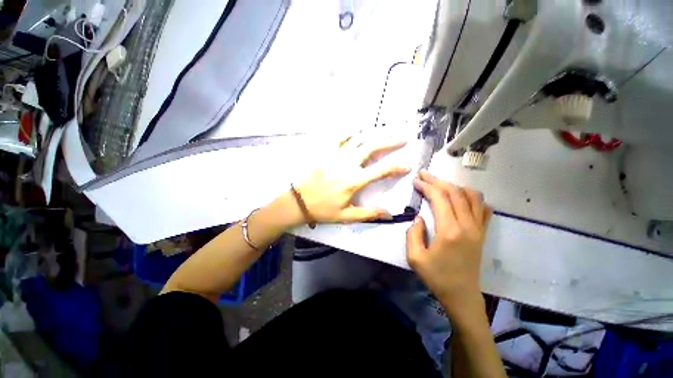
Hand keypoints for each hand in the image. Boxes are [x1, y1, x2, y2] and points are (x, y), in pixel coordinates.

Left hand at [295, 133, 410, 222]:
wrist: (299, 203)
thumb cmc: (323, 210)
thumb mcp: (346, 216)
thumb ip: (368, 213)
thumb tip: (388, 214)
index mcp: (354, 181)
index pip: (381, 170)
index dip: (396, 167)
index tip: (407, 166)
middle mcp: (347, 165)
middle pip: (371, 148)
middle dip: (389, 142)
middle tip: (402, 138)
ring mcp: (335, 157)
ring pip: (357, 140)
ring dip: (372, 135)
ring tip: (385, 131)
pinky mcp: (325, 154)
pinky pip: (338, 139)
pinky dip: (348, 133)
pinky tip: (355, 130)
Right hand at [406, 170, 491, 312]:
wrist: (461, 295)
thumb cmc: (436, 277)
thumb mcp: (415, 257)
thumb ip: (413, 233)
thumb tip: (419, 217)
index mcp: (449, 230)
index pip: (439, 198)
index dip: (426, 186)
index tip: (415, 181)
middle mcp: (467, 225)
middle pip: (454, 192)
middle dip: (437, 180)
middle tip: (424, 175)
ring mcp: (478, 228)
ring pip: (472, 196)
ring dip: (454, 186)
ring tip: (440, 185)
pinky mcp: (482, 233)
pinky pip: (483, 208)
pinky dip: (472, 198)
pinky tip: (461, 199)